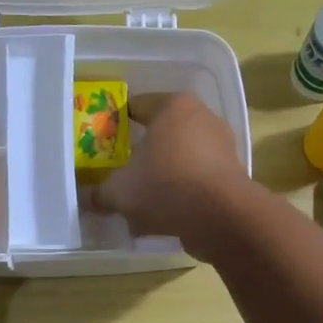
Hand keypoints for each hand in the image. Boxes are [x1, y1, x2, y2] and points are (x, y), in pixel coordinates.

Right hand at [91, 92, 250, 258]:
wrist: (221, 217)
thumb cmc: (165, 186)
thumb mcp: (120, 191)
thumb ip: (101, 193)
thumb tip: (90, 199)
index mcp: (173, 106)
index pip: (137, 105)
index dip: (117, 122)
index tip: (103, 141)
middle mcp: (202, 118)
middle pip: (162, 133)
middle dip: (142, 154)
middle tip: (122, 172)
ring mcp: (222, 147)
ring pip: (181, 159)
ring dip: (162, 177)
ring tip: (142, 201)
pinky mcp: (232, 176)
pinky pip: (197, 181)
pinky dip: (182, 193)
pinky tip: (165, 215)